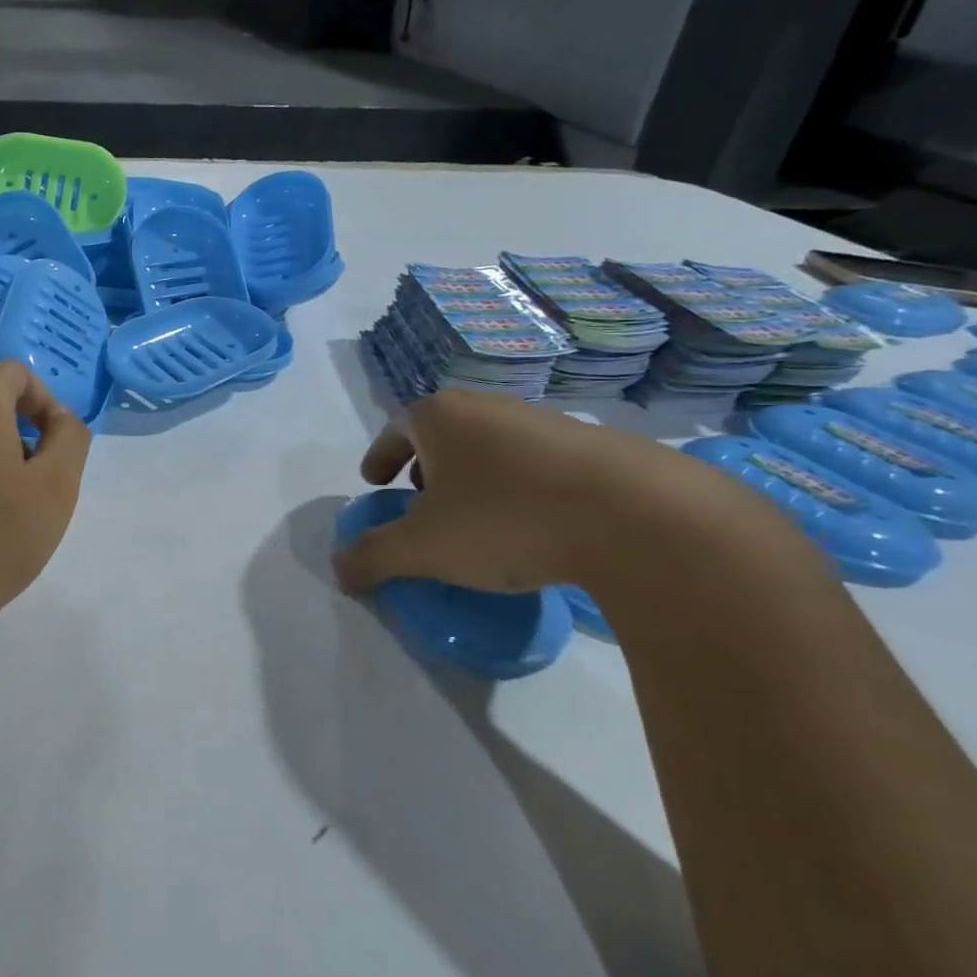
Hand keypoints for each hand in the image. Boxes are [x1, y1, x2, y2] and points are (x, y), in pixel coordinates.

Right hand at [332, 389, 726, 595]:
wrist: (638, 515)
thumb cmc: (506, 519)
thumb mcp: (423, 548)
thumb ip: (373, 556)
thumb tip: (338, 569)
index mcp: (440, 416)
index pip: (395, 430)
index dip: (380, 458)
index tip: (375, 483)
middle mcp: (487, 406)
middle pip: (442, 434)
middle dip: (426, 467)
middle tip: (421, 502)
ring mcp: (543, 420)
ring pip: (490, 446)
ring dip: (474, 477)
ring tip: (478, 519)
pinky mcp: (593, 444)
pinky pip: (534, 463)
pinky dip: (518, 487)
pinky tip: (533, 525)